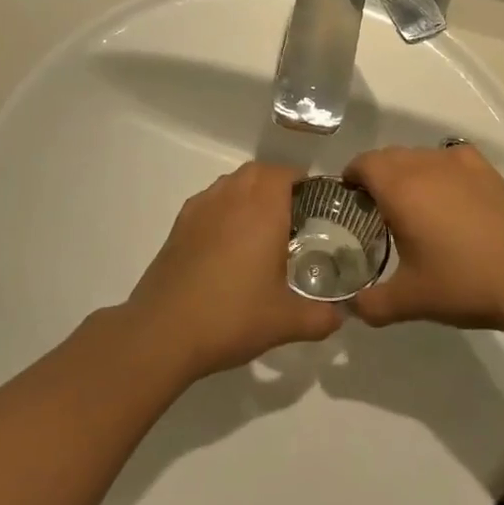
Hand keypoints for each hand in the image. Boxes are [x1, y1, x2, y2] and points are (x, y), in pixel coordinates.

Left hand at [125, 163, 343, 380]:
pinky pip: (208, 201)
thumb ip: (321, 318)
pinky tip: (227, 244)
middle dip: (277, 184)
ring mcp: (200, 209)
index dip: (302, 183)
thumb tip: (340, 316)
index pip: (285, 173)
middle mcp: (231, 198)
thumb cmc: (232, 317)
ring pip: (230, 183)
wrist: (163, 332)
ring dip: (248, 193)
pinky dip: (223, 208)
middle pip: (257, 172)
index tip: (315, 205)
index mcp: (262, 209)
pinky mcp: (178, 226)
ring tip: (260, 228)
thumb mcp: (286, 322)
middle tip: (292, 216)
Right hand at [344, 143, 503, 332]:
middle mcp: (426, 164)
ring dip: (407, 172)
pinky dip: (439, 170)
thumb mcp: (409, 300)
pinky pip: (448, 158)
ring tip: (415, 206)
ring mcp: (459, 163)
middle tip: (377, 210)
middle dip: (377, 176)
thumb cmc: (462, 284)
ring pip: (419, 156)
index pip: (363, 164)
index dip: (350, 178)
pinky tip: (449, 198)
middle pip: (389, 156)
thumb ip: (370, 304)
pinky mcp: (486, 169)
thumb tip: (349, 308)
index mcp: (400, 188)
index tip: (350, 201)